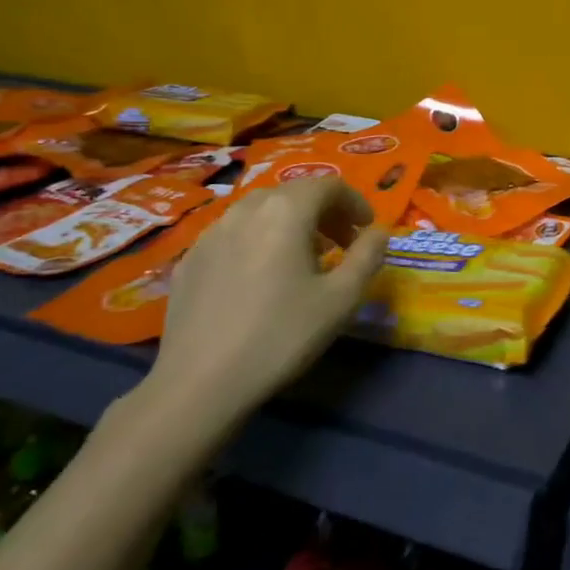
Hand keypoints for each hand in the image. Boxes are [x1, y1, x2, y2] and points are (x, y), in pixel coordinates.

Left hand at [147, 176, 389, 421]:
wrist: (200, 383)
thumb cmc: (281, 335)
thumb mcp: (341, 299)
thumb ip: (367, 256)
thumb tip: (380, 232)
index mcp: (286, 211)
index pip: (328, 185)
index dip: (354, 201)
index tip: (367, 228)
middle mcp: (246, 210)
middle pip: (293, 193)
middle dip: (324, 211)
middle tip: (342, 243)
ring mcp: (211, 234)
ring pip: (260, 211)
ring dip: (289, 223)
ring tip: (302, 259)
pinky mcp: (189, 261)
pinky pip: (233, 235)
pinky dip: (257, 241)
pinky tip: (260, 278)